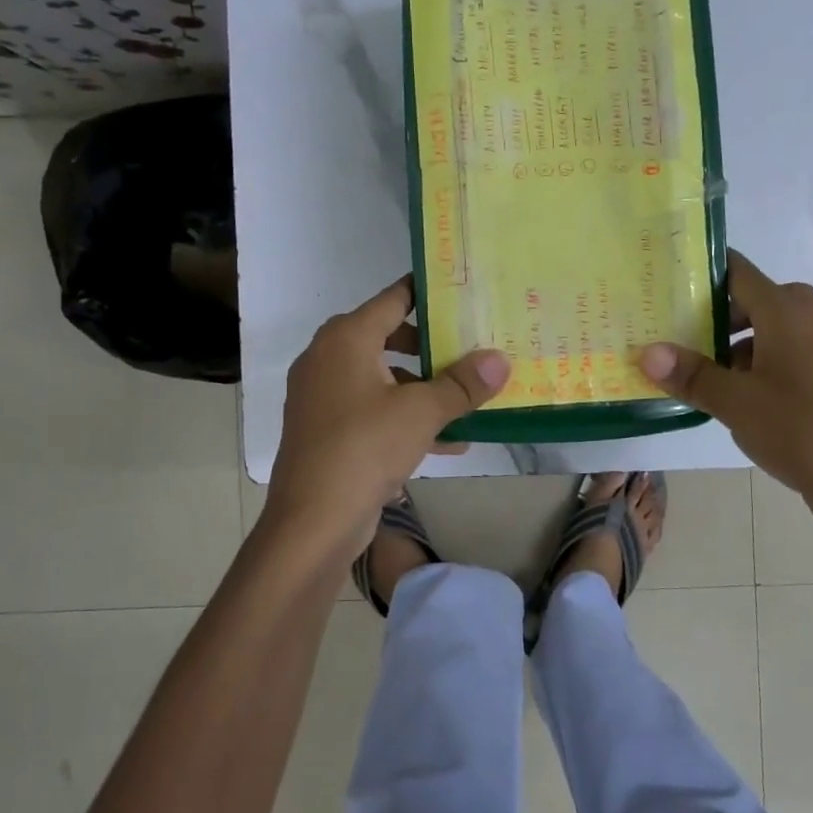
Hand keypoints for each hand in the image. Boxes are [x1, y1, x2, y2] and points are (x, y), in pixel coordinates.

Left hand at [265, 277, 508, 559]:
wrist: (312, 522)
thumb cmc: (364, 448)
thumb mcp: (422, 412)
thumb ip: (462, 384)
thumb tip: (499, 359)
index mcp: (345, 339)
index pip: (393, 299)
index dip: (427, 292)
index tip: (461, 291)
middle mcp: (328, 358)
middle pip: (388, 337)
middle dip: (431, 346)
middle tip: (470, 346)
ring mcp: (323, 396)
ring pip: (383, 378)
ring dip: (424, 389)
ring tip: (467, 400)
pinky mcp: (326, 430)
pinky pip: (372, 410)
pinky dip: (405, 417)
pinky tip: (449, 442)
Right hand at [640, 250, 812, 535]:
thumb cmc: (797, 431)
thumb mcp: (734, 403)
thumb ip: (691, 374)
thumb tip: (647, 353)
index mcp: (789, 313)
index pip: (741, 274)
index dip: (708, 275)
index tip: (678, 286)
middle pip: (766, 301)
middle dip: (729, 318)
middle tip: (697, 344)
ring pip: (790, 329)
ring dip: (755, 344)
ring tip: (727, 381)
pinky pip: (810, 353)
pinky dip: (782, 362)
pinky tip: (767, 402)